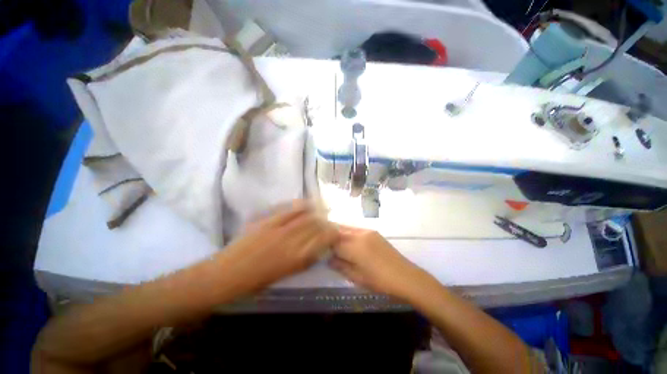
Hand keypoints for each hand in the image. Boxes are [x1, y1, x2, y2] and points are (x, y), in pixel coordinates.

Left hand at [224, 200, 337, 292]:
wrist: (227, 274)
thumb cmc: (257, 281)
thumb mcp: (286, 274)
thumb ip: (304, 260)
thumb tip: (317, 249)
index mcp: (297, 258)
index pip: (323, 240)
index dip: (332, 234)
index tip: (335, 232)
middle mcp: (292, 241)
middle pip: (316, 226)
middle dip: (325, 223)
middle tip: (328, 223)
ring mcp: (280, 229)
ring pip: (306, 217)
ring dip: (316, 213)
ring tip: (321, 212)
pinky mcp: (269, 221)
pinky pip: (290, 210)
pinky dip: (301, 206)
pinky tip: (307, 205)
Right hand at [329, 226, 434, 299]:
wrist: (406, 276)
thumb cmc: (380, 281)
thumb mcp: (357, 277)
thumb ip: (340, 266)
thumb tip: (329, 259)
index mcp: (354, 246)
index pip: (333, 241)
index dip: (325, 245)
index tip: (320, 249)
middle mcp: (359, 234)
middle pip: (339, 230)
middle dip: (330, 235)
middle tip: (323, 243)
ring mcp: (367, 231)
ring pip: (347, 228)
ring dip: (339, 233)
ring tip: (335, 243)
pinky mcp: (374, 232)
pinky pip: (356, 230)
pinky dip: (348, 233)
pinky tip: (349, 242)